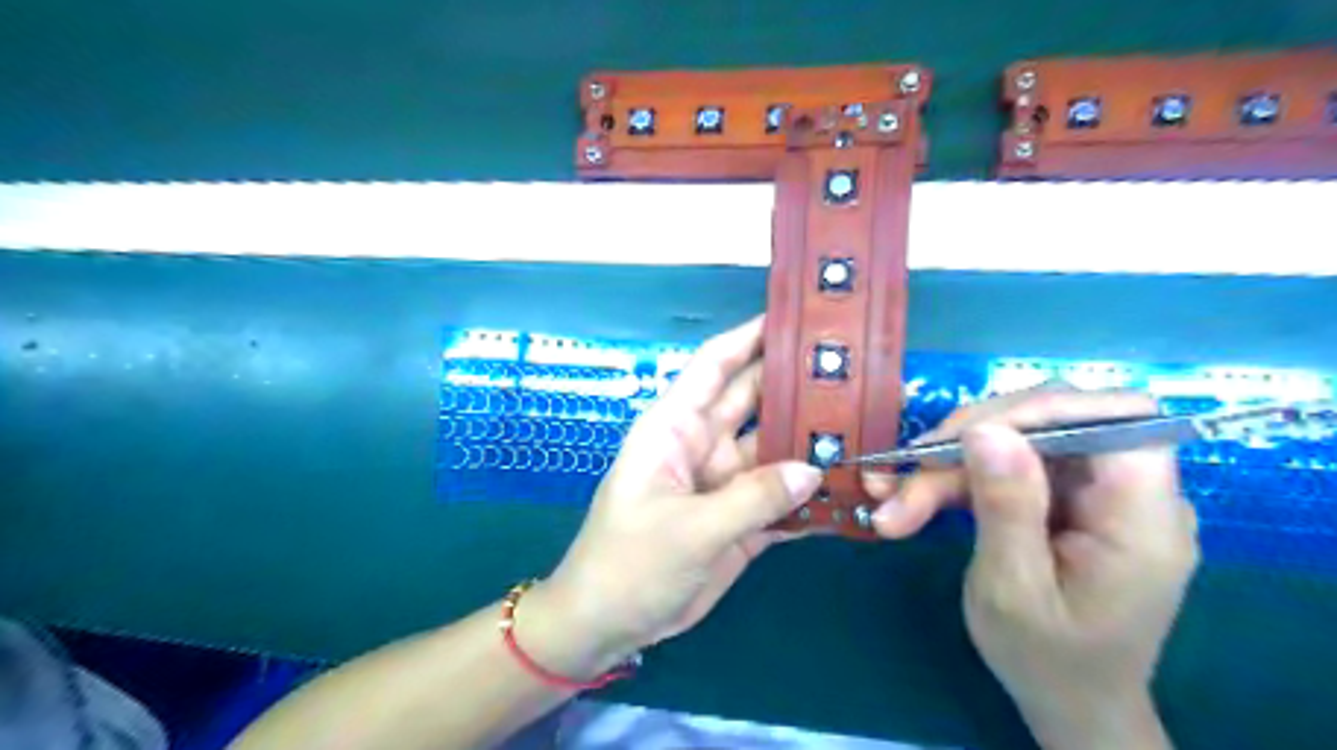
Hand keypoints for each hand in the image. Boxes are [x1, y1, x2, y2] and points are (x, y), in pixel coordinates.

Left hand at [545, 313, 826, 661]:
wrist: (609, 625)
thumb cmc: (630, 563)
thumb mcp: (688, 529)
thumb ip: (753, 498)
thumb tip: (814, 467)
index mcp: (676, 427)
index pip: (715, 365)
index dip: (751, 336)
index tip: (799, 318)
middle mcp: (705, 444)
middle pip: (757, 401)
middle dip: (798, 384)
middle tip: (856, 369)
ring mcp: (726, 482)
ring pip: (777, 449)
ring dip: (814, 442)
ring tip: (869, 427)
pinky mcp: (742, 519)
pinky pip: (782, 497)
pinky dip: (812, 495)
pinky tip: (853, 489)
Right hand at [867, 390, 1202, 745]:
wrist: (1066, 702)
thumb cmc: (1048, 661)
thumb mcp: (1014, 591)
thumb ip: (1006, 507)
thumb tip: (985, 430)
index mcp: (1142, 519)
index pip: (1117, 418)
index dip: (1044, 409)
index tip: (968, 434)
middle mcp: (1124, 492)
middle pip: (1052, 420)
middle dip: (971, 440)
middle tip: (909, 472)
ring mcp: (1089, 492)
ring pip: (1014, 440)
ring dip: (946, 465)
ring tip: (891, 501)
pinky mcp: (1056, 497)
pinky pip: (1000, 465)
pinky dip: (950, 478)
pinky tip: (904, 500)